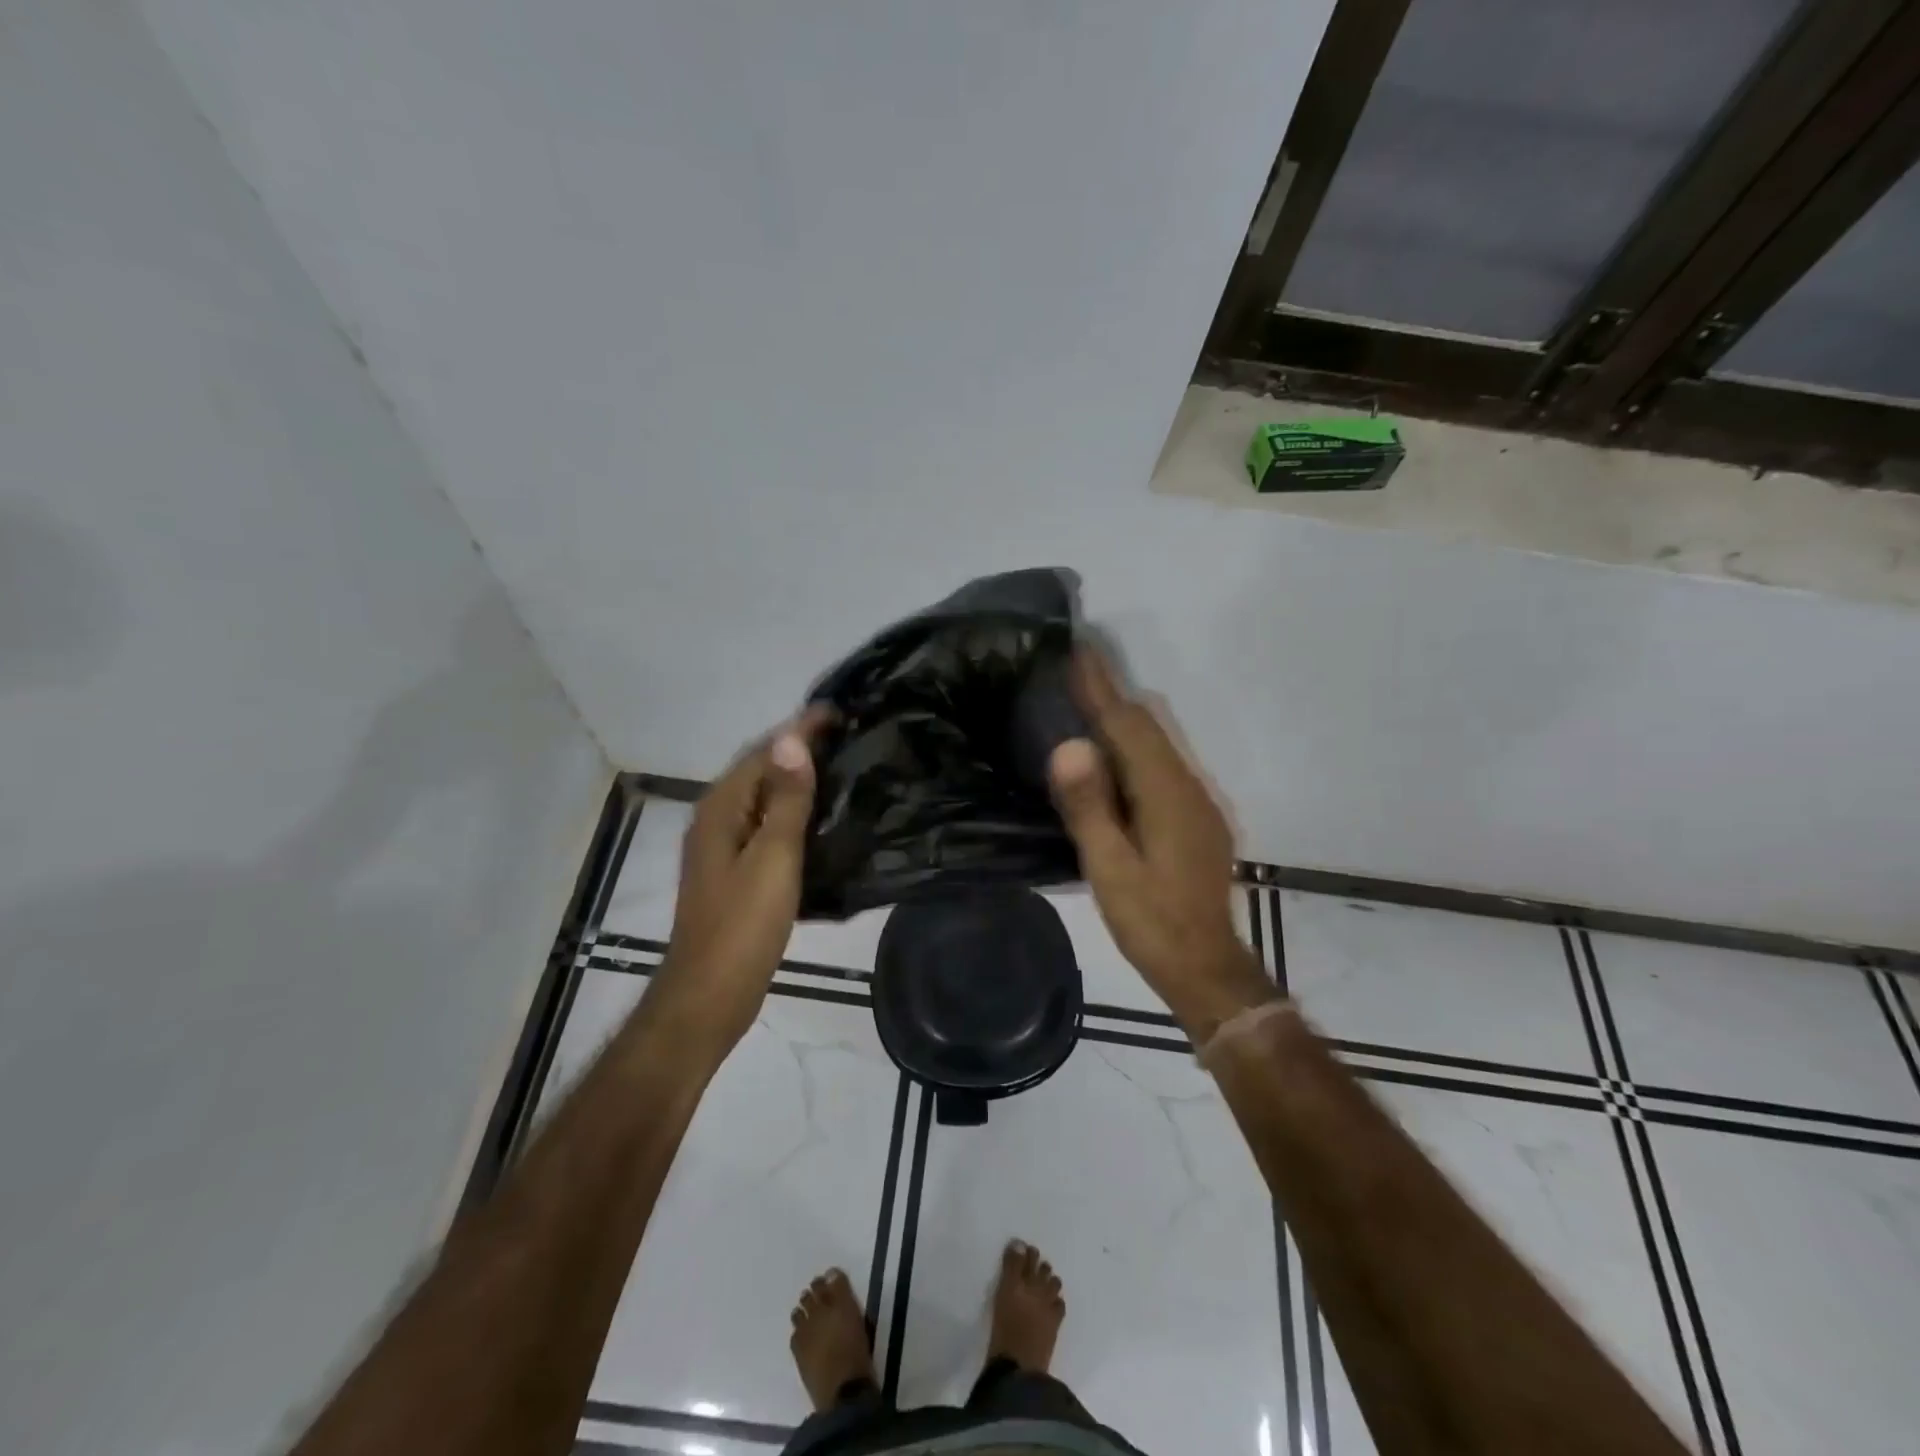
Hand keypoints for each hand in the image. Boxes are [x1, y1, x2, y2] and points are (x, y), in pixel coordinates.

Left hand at [654, 708, 831, 1054]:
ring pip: (763, 798)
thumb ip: (784, 799)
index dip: (800, 728)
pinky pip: (766, 824)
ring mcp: (723, 847)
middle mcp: (716, 819)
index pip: (764, 752)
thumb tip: (792, 739)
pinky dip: (792, 810)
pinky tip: (820, 818)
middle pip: (760, 770)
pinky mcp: (735, 872)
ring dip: (797, 778)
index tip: (839, 709)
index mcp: (721, 809)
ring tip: (841, 767)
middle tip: (847, 734)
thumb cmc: (743, 925)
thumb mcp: (772, 857)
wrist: (710, 994)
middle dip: (799, 747)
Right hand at [1048, 650, 1274, 1038]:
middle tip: (1073, 672)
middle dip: (1112, 695)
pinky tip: (1113, 761)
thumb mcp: (1110, 869)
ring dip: (1124, 720)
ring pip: (1158, 744)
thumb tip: (1070, 745)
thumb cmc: (1151, 921)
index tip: (1078, 650)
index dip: (1101, 687)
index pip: (1129, 725)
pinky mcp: (1196, 819)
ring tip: (1086, 705)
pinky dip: (1135, 749)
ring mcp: (1197, 802)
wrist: (1206, 967)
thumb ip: (1089, 807)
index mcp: (1166, 793)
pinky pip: (1162, 766)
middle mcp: (1188, 786)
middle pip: (1148, 726)